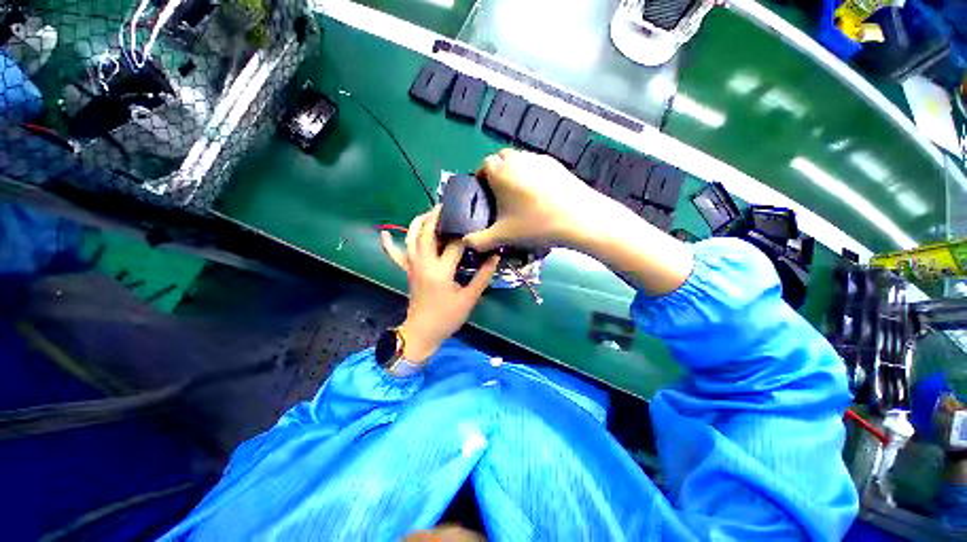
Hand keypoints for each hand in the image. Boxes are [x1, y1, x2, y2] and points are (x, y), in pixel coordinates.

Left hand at [380, 206, 499, 362]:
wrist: (423, 332)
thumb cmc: (447, 317)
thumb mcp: (469, 299)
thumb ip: (482, 277)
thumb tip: (494, 257)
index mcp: (440, 271)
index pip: (454, 245)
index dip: (466, 235)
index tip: (477, 226)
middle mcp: (423, 263)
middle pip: (426, 232)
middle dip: (437, 216)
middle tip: (449, 206)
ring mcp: (412, 266)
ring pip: (410, 237)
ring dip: (419, 222)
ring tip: (431, 212)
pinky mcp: (408, 270)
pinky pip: (395, 255)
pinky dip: (390, 244)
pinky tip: (385, 232)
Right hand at [463, 148, 608, 251]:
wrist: (578, 218)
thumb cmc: (535, 224)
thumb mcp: (503, 236)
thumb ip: (479, 240)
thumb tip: (465, 243)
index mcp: (500, 171)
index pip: (483, 166)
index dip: (481, 179)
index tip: (484, 195)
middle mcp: (517, 158)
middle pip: (500, 159)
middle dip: (497, 174)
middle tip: (501, 196)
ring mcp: (538, 158)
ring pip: (519, 160)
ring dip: (514, 172)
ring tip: (520, 196)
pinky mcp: (555, 163)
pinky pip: (536, 165)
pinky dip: (532, 174)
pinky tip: (539, 195)